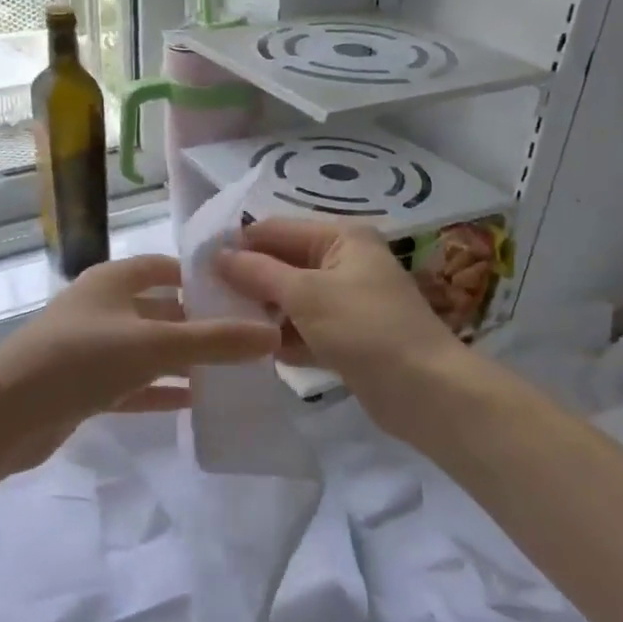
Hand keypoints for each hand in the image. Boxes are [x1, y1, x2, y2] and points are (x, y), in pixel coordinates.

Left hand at [0, 253, 279, 470]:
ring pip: (146, 350)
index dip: (200, 277)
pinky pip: (131, 383)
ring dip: (182, 361)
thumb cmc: (82, 359)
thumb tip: (273, 335)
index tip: (241, 294)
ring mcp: (89, 348)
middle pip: (159, 310)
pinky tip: (191, 402)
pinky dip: (158, 391)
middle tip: (245, 340)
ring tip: (229, 373)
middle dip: (198, 324)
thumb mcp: (155, 345)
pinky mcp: (82, 386)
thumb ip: (215, 341)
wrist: (6, 413)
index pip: (164, 267)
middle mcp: (101, 308)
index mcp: (113, 281)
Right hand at [212, 219, 462, 436]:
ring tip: (223, 326)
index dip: (237, 245)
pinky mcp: (346, 336)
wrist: (426, 391)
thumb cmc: (365, 329)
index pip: (275, 229)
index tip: (196, 268)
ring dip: (261, 311)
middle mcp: (343, 262)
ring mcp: (346, 300)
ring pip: (290, 299)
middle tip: (204, 301)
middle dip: (247, 281)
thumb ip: (257, 273)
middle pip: (281, 263)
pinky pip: (303, 328)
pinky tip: (255, 351)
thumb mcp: (305, 294)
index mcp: (340, 238)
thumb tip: (216, 255)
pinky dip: (283, 337)